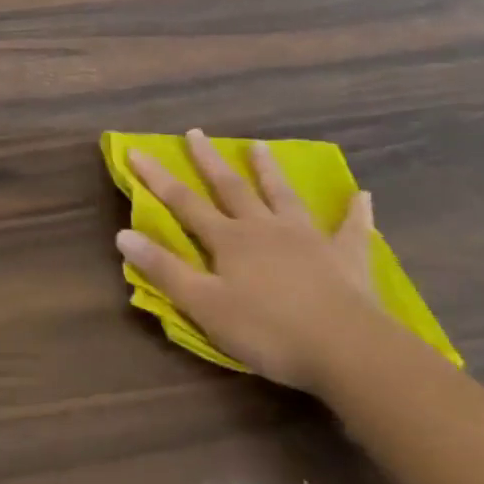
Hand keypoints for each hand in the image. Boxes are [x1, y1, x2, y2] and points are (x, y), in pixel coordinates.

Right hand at [116, 132, 395, 394]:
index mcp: (229, 239)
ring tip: (259, 146)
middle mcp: (264, 228)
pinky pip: (351, 229)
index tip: (136, 150)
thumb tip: (122, 234)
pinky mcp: (346, 258)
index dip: (157, 177)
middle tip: (196, 133)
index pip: (183, 202)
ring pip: (283, 196)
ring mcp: (308, 239)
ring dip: (269, 171)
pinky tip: (362, 196)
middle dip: (209, 161)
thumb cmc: (267, 330)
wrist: (347, 350)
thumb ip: (164, 269)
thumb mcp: (204, 305)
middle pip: (231, 188)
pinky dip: (355, 212)